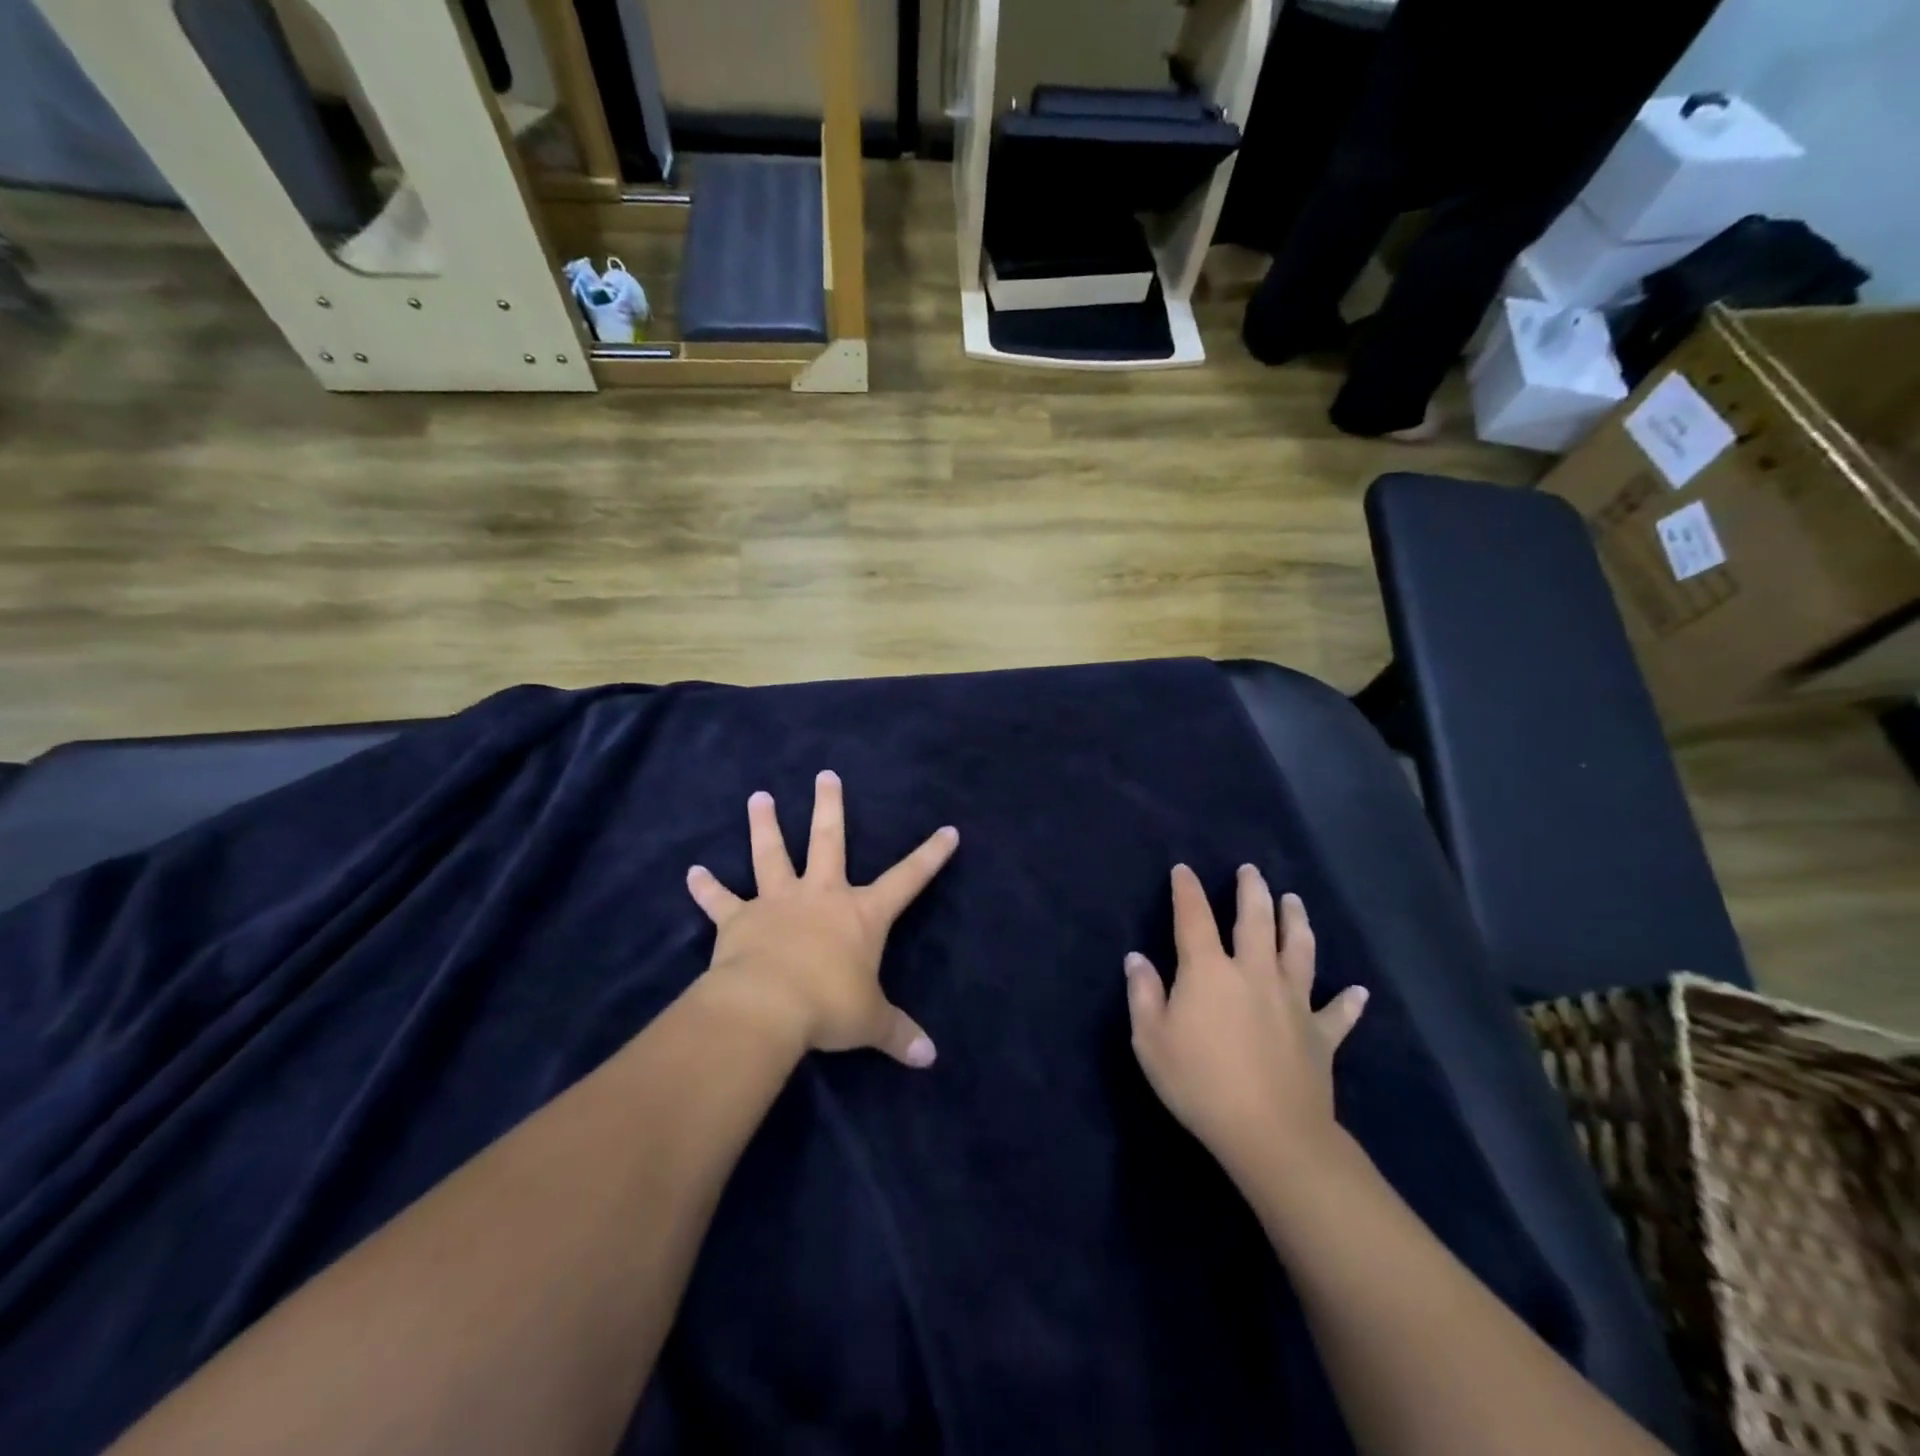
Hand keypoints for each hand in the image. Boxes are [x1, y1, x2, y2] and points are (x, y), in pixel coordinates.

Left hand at [686, 771, 957, 1067]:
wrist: (767, 1007)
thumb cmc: (828, 1006)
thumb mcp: (871, 1023)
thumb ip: (900, 1034)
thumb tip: (930, 1059)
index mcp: (861, 915)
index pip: (907, 879)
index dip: (930, 856)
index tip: (948, 830)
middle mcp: (821, 896)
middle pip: (828, 841)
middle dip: (830, 807)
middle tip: (826, 775)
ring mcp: (777, 902)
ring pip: (771, 855)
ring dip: (764, 825)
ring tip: (758, 796)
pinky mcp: (739, 919)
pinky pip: (720, 900)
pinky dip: (706, 888)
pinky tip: (692, 873)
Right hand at [1125, 864, 1367, 1183]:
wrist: (1270, 1133)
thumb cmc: (1200, 1083)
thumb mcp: (1151, 1041)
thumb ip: (1143, 994)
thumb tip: (1137, 958)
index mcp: (1209, 971)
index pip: (1194, 918)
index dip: (1187, 891)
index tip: (1184, 870)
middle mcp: (1253, 973)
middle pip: (1255, 920)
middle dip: (1252, 891)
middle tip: (1252, 871)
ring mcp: (1293, 1001)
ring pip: (1299, 950)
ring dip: (1297, 922)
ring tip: (1294, 901)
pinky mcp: (1320, 1034)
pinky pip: (1338, 1013)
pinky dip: (1349, 1001)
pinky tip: (1359, 991)